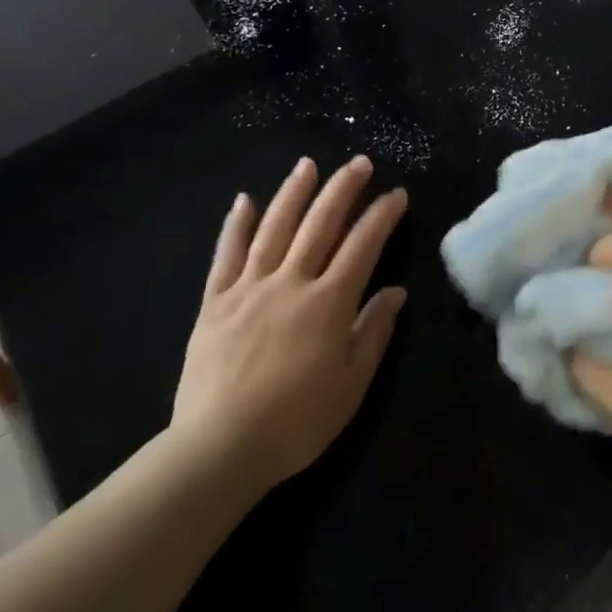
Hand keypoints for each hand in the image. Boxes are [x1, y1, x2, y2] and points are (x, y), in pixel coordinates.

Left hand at [170, 155, 408, 492]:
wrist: (218, 449)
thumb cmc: (295, 424)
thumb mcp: (351, 387)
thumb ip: (373, 333)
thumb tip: (396, 292)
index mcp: (328, 302)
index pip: (362, 246)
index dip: (382, 216)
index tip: (396, 193)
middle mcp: (291, 282)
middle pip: (320, 223)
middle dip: (343, 189)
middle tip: (359, 163)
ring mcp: (250, 287)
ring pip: (275, 227)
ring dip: (293, 192)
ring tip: (307, 164)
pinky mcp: (215, 302)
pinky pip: (226, 255)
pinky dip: (236, 225)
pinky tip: (244, 200)